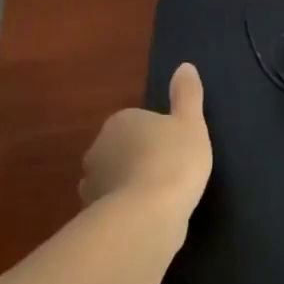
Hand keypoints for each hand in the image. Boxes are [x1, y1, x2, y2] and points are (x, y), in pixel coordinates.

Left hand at [79, 63, 212, 217]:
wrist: (146, 215)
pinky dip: (126, 209)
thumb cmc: (173, 160)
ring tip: (160, 198)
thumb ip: (187, 95)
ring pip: (115, 178)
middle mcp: (98, 148)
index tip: (178, 148)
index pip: (138, 122)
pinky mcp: (92, 215)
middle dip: (140, 158)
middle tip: (171, 171)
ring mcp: (92, 184)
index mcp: (121, 122)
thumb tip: (185, 66)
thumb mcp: (191, 123)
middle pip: (122, 149)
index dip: (159, 135)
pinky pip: (113, 206)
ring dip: (131, 184)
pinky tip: (147, 217)